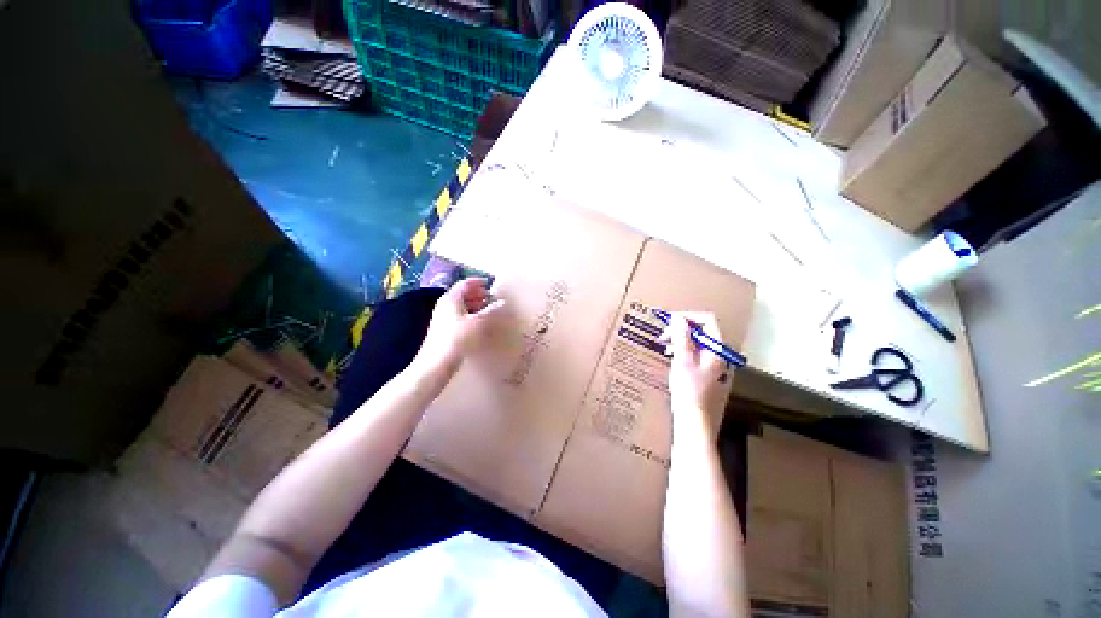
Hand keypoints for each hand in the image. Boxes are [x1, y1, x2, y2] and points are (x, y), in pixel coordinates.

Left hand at [415, 278, 505, 374]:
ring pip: (461, 305)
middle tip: (491, 297)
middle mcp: (445, 304)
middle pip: (462, 293)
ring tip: (488, 309)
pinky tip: (479, 322)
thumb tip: (502, 302)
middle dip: (477, 293)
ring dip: (475, 304)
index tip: (490, 284)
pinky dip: (470, 314)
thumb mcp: (478, 323)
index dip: (478, 282)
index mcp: (451, 298)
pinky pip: (459, 315)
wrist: (437, 362)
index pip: (464, 283)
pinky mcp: (444, 328)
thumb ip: (491, 310)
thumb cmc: (458, 338)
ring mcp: (443, 317)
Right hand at [660, 312, 732, 433]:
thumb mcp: (682, 359)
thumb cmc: (688, 389)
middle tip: (664, 334)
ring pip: (696, 340)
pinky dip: (682, 348)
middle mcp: (718, 352)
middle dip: (681, 328)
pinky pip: (694, 351)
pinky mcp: (705, 369)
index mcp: (716, 348)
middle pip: (701, 329)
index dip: (687, 317)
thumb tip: (678, 318)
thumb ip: (681, 336)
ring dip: (680, 338)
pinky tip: (671, 355)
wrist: (693, 417)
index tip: (669, 321)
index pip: (707, 320)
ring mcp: (712, 361)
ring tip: (665, 344)